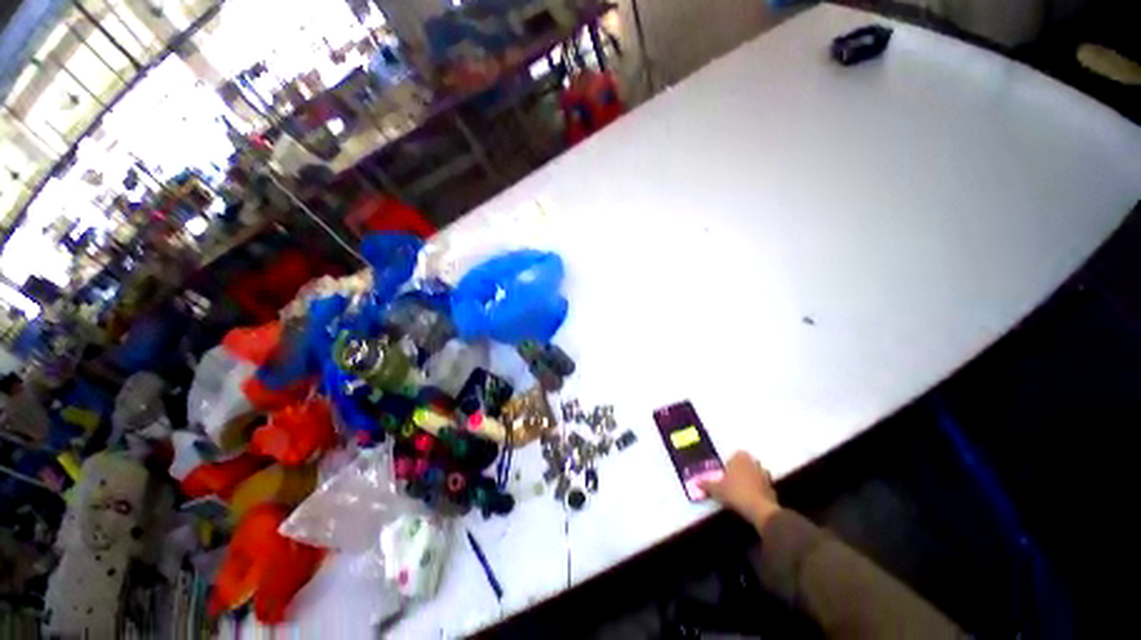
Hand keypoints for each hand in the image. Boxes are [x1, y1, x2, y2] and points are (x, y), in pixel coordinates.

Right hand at [701, 452, 780, 524]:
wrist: (759, 509)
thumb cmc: (735, 493)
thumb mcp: (716, 490)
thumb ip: (707, 485)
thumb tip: (696, 482)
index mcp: (740, 459)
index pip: (738, 453)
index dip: (733, 461)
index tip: (728, 470)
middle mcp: (754, 463)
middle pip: (749, 462)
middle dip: (743, 468)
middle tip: (734, 478)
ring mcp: (765, 476)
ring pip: (757, 473)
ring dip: (753, 478)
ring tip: (743, 489)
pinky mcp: (773, 489)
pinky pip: (764, 486)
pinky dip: (759, 490)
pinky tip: (752, 499)